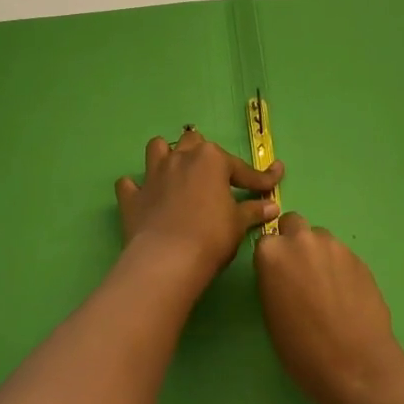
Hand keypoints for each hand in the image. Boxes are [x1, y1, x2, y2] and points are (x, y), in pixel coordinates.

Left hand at [114, 127, 280, 289]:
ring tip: (177, 172)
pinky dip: (136, 188)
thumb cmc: (212, 236)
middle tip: (216, 177)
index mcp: (211, 159)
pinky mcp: (132, 197)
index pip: (241, 168)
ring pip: (157, 148)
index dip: (260, 178)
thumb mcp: (238, 223)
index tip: (273, 181)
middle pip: (193, 143)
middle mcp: (180, 158)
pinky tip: (144, 196)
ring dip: (167, 156)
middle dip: (204, 155)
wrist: (168, 260)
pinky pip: (129, 184)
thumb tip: (272, 206)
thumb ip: (253, 211)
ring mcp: (152, 175)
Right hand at [254, 213, 403, 403]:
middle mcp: (302, 240)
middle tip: (300, 272)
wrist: (355, 364)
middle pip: (294, 224)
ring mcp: (334, 246)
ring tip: (327, 287)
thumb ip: (273, 280)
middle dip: (294, 241)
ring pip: (321, 238)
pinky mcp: (359, 258)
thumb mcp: (271, 314)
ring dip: (319, 253)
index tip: (277, 276)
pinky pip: (342, 254)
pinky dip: (340, 267)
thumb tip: (283, 273)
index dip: (272, 258)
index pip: (266, 240)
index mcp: (273, 254)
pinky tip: (347, 296)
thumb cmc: (302, 349)